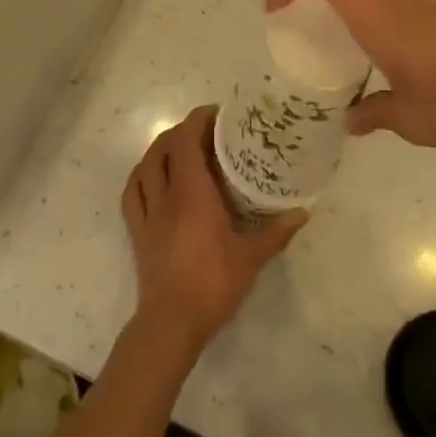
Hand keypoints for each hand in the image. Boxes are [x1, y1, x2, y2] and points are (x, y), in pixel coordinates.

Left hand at [121, 107, 305, 356]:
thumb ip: (276, 232)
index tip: (217, 114)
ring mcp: (147, 212)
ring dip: (160, 149)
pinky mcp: (136, 231)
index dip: (198, 120)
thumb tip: (303, 211)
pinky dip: (141, 176)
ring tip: (179, 149)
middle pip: (165, 147)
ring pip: (145, 165)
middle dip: (183, 131)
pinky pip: (132, 192)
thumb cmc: (213, 284)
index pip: (186, 140)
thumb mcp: (251, 258)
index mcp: (192, 192)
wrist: (171, 322)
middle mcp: (166, 194)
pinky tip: (152, 178)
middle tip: (206, 132)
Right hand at [267, 0, 435, 165]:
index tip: (273, 8)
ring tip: (329, 44)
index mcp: (382, 19)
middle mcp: (400, 4)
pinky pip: (392, 8)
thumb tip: (351, 120)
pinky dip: (369, 19)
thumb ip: (376, 115)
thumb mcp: (413, 120)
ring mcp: (426, 10)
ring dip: (341, 4)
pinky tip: (378, 60)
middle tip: (293, 23)